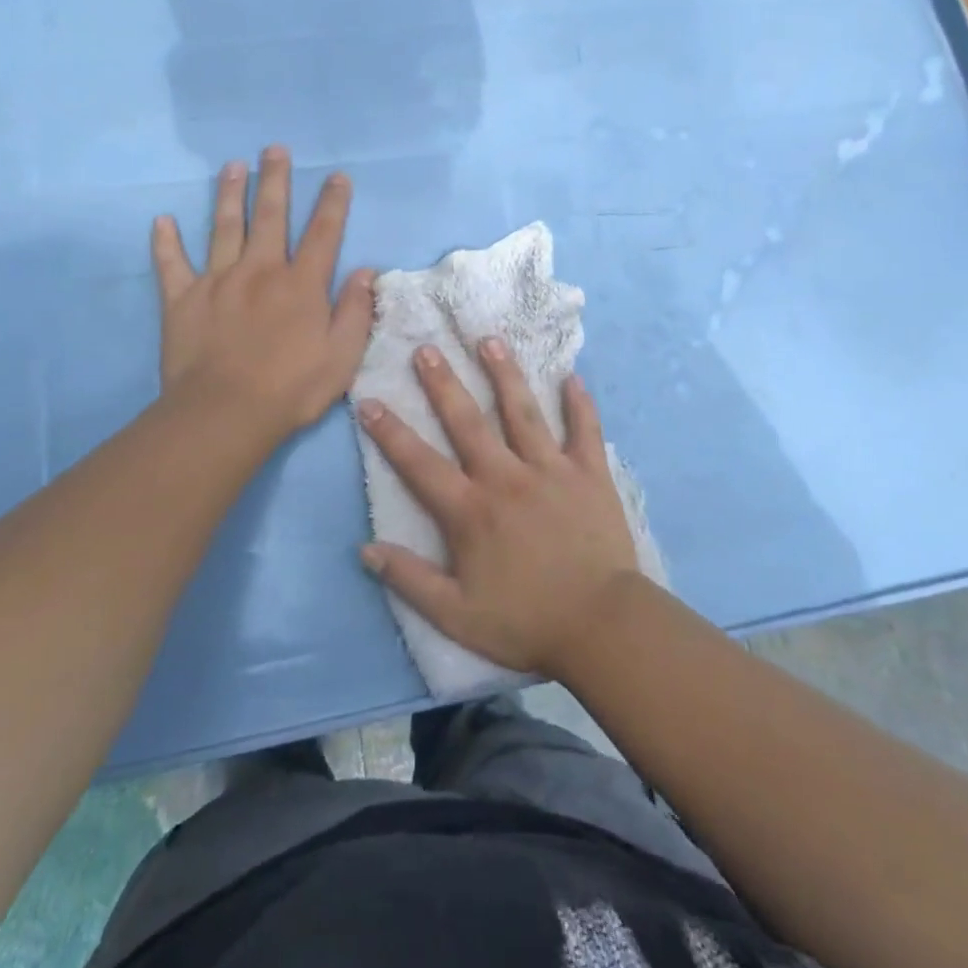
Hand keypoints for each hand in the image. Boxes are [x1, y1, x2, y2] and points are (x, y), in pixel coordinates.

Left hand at [152, 146, 374, 438]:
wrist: (225, 413)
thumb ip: (355, 311)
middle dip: (275, 180)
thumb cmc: (291, 388)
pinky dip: (165, 242)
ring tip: (232, 166)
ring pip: (224, 227)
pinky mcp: (182, 299)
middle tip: (274, 149)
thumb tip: (365, 271)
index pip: (323, 233)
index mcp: (301, 285)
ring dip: (229, 194)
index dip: (332, 203)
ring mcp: (218, 281)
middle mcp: (260, 271)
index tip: (336, 176)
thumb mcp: (342, 356)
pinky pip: (171, 264)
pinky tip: (162, 221)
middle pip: (271, 217)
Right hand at [356, 339, 639, 677]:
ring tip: (490, 341)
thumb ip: (409, 580)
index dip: (390, 432)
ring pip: (523, 412)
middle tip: (427, 348)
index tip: (369, 401)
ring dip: (505, 375)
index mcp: (471, 510)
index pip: (420, 463)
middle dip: (443, 384)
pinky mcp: (590, 474)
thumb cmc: (526, 622)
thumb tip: (365, 549)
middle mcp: (506, 477)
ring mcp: (551, 470)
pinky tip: (572, 377)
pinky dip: (579, 404)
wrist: (601, 626)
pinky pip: (584, 430)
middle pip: (468, 422)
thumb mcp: (456, 615)